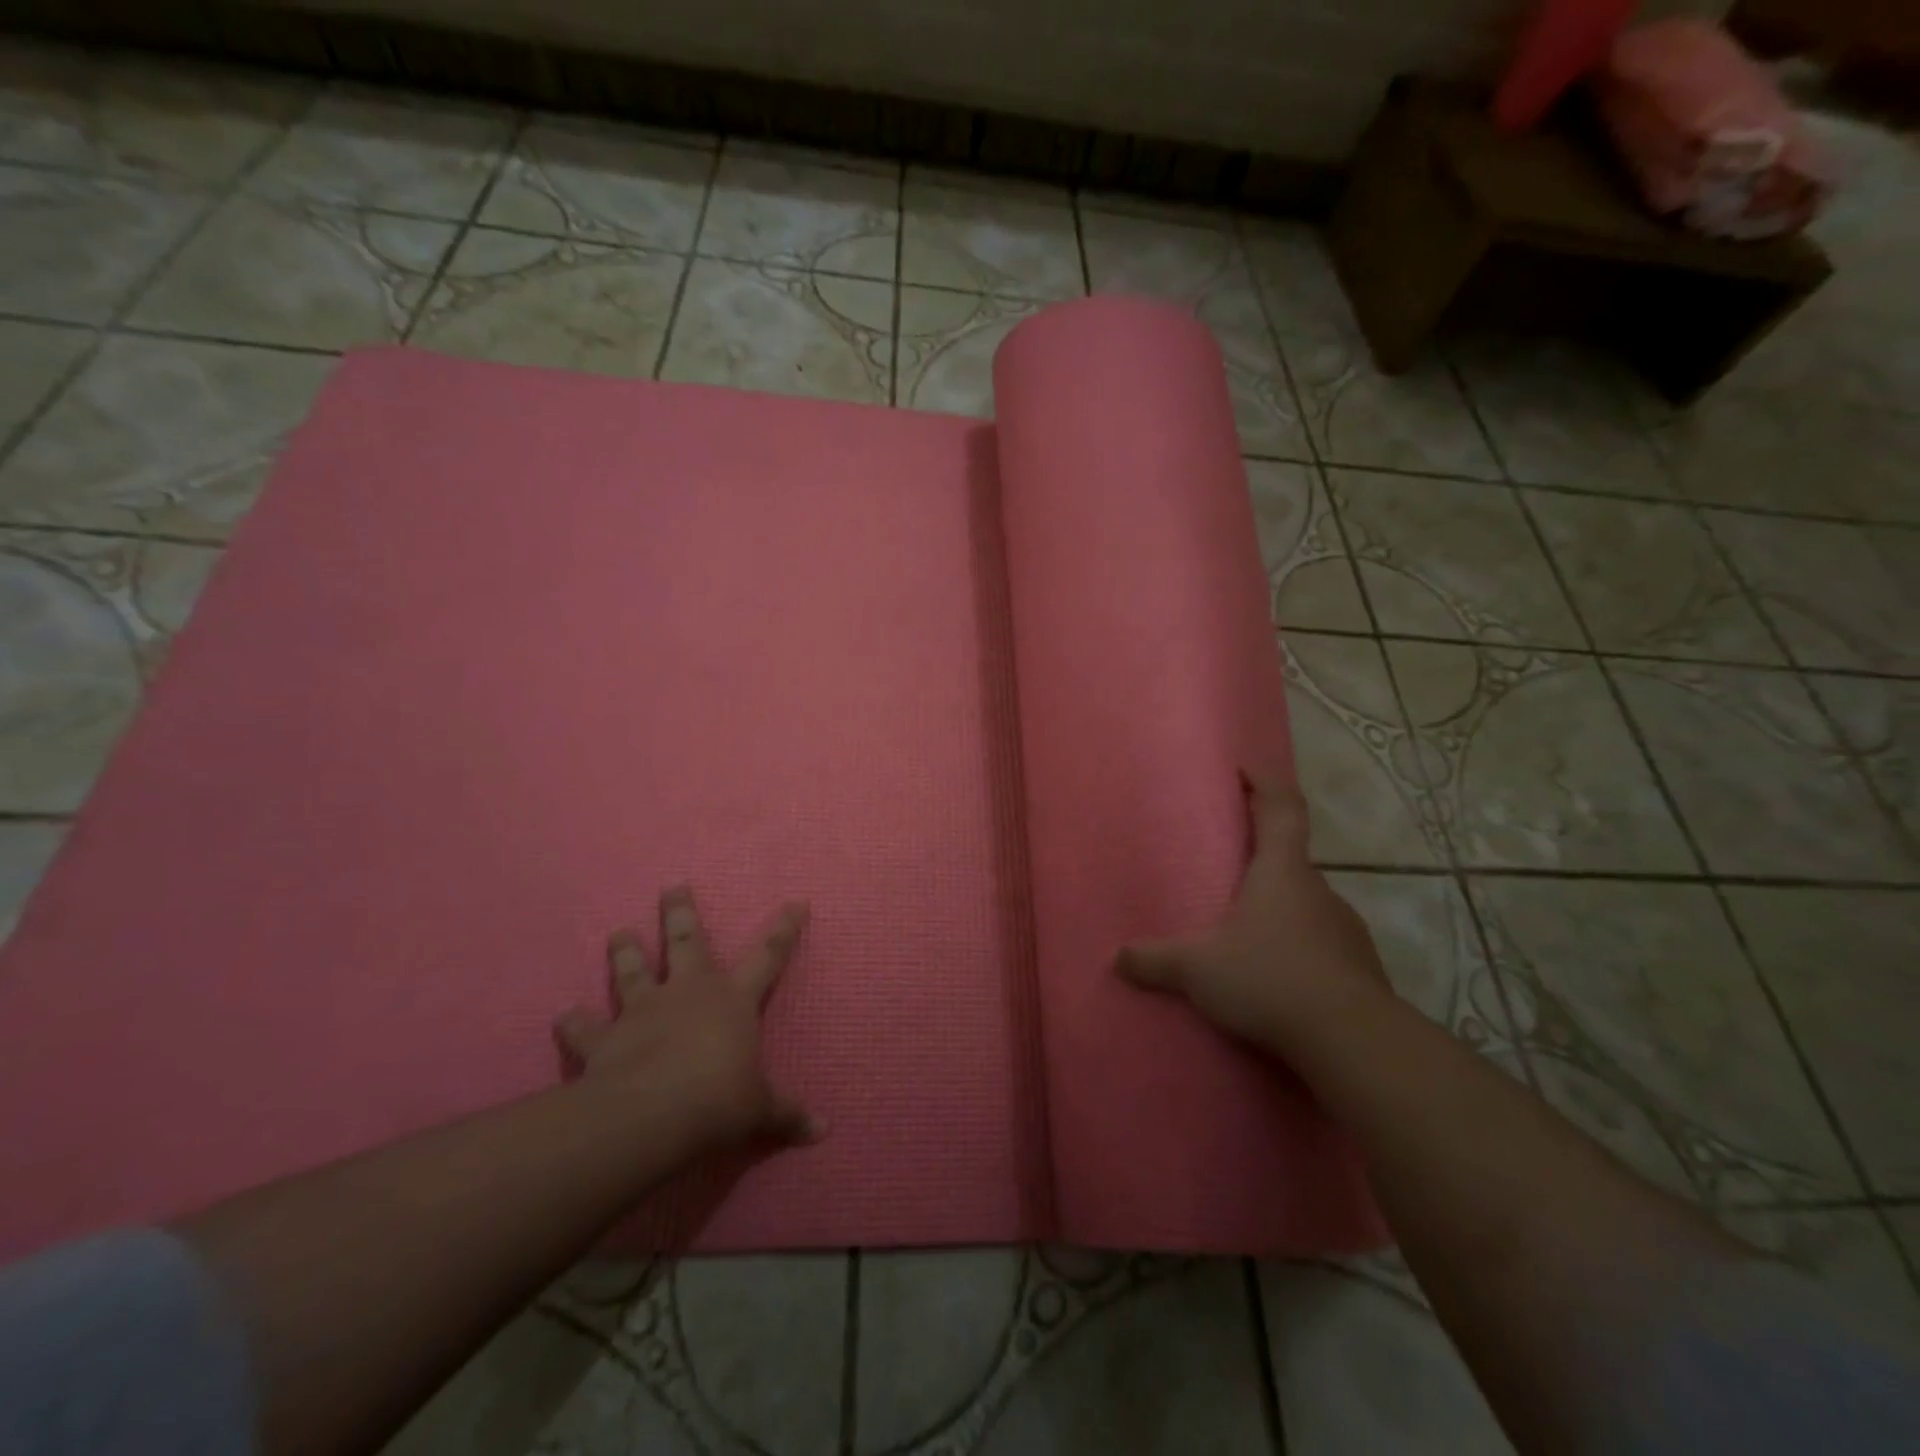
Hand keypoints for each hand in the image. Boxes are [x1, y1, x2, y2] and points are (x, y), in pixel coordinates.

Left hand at [556, 886, 814, 1150]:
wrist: (651, 1116)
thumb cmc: (718, 1101)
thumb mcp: (761, 1110)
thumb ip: (788, 1114)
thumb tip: (823, 1131)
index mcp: (732, 999)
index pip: (768, 954)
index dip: (784, 929)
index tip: (796, 903)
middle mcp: (688, 992)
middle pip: (686, 941)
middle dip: (680, 913)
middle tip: (673, 887)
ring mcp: (643, 1010)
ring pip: (632, 970)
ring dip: (625, 951)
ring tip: (618, 932)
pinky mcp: (605, 1038)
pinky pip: (585, 1027)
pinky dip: (573, 1022)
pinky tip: (563, 1017)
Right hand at [1115, 771, 1389, 1053]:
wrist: (1353, 1041)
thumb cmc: (1269, 980)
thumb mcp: (1198, 970)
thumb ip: (1156, 961)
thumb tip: (1117, 958)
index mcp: (1281, 872)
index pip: (1282, 808)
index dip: (1265, 784)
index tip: (1245, 770)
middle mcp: (1319, 890)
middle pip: (1291, 860)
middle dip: (1262, 862)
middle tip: (1229, 877)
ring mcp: (1346, 929)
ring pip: (1307, 906)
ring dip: (1281, 912)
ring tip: (1249, 938)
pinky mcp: (1361, 968)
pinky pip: (1322, 946)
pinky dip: (1300, 951)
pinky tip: (1279, 980)